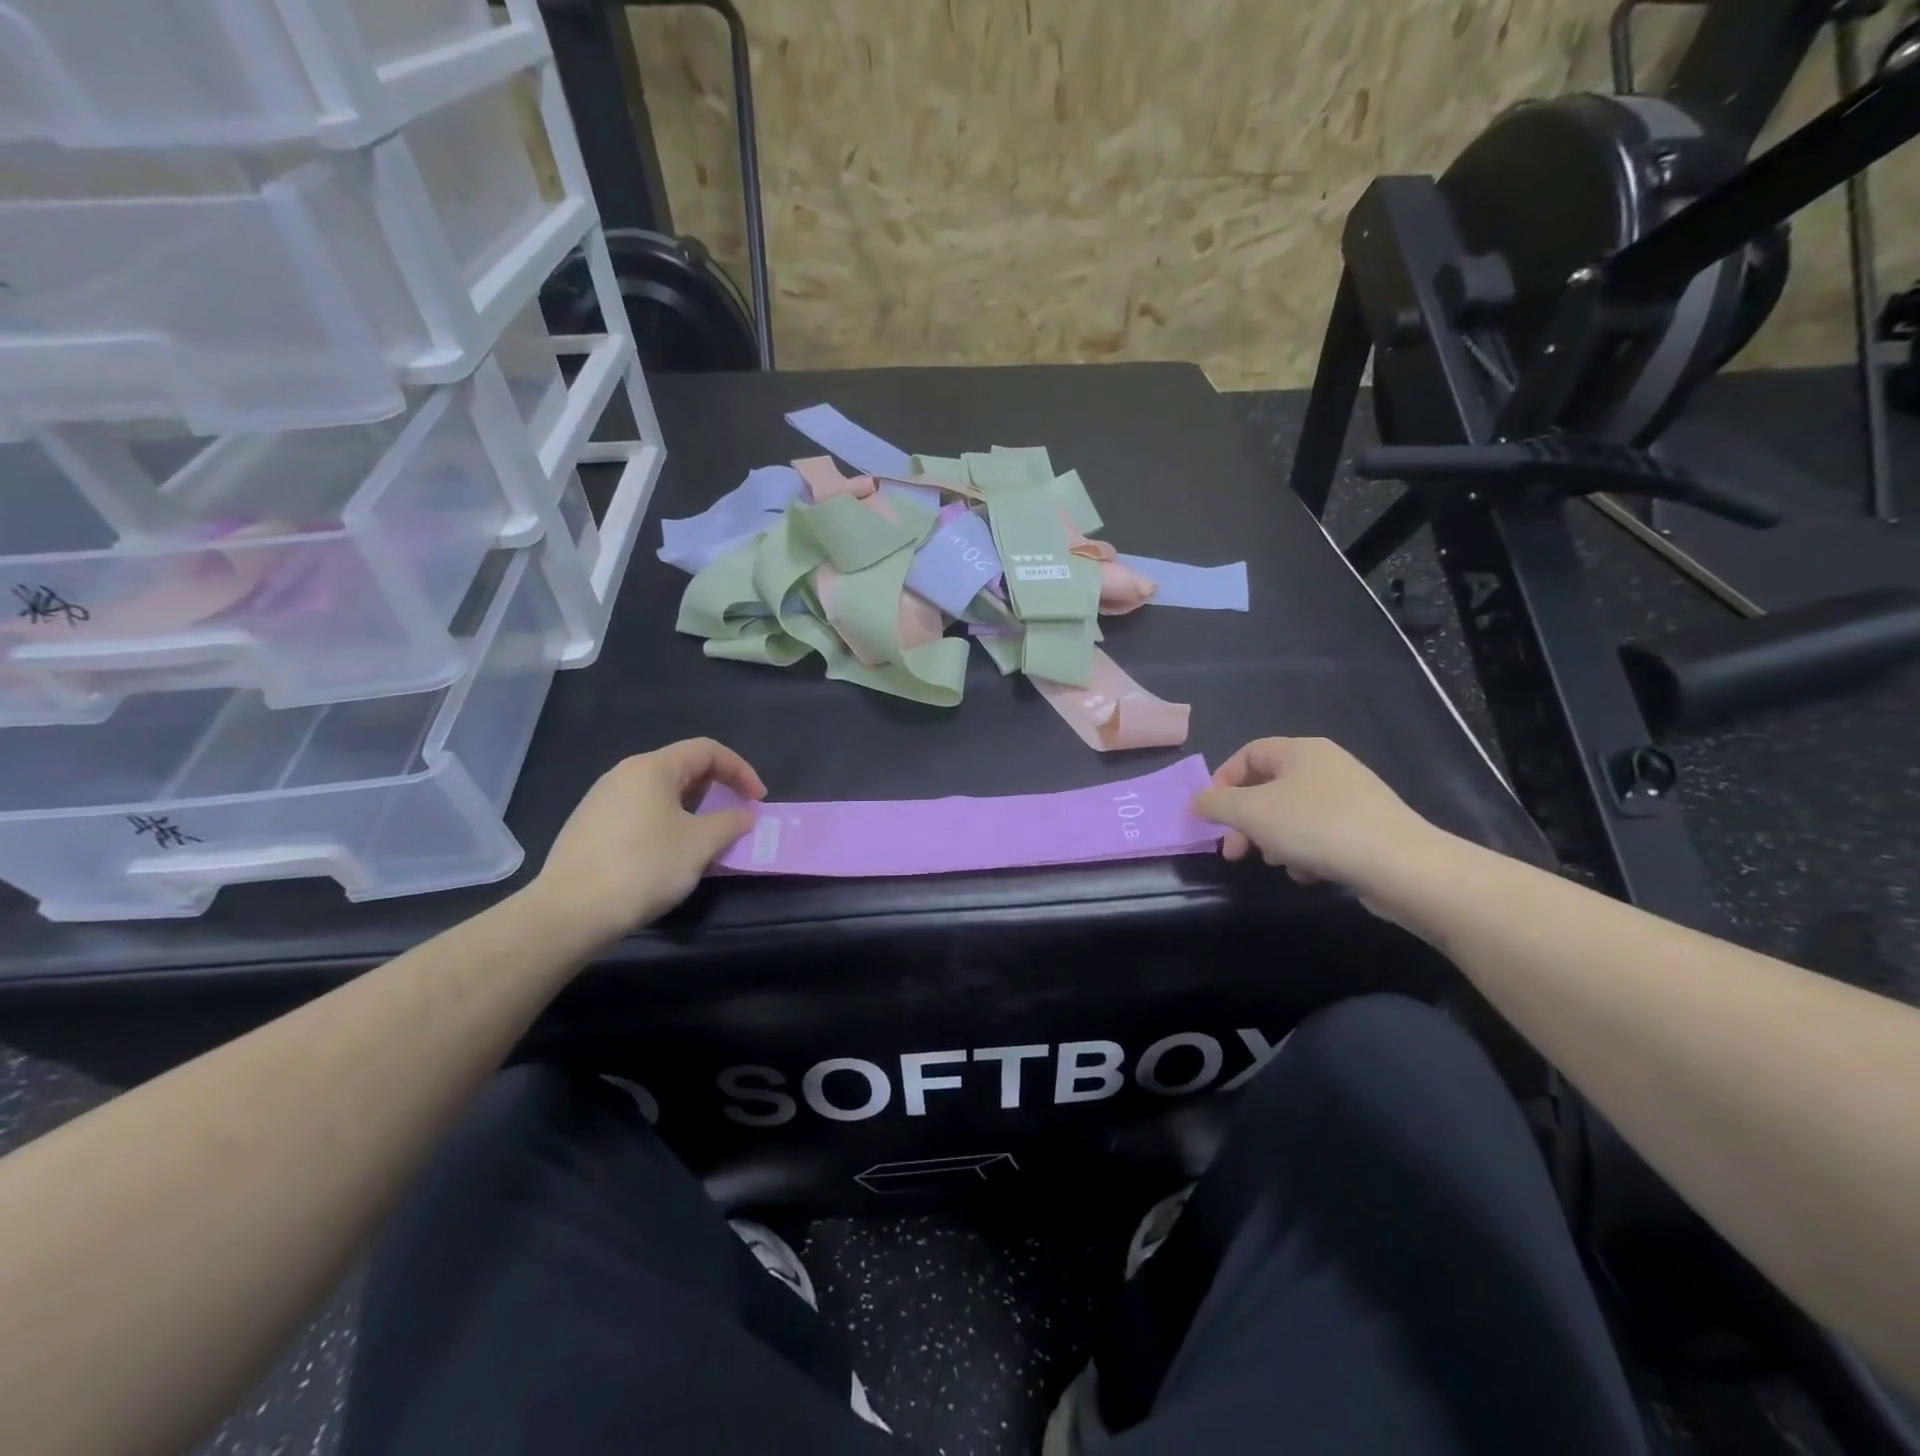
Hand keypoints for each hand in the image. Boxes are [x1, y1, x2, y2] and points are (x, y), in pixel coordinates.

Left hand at [530, 738, 764, 942]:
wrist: (569, 913)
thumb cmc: (643, 867)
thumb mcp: (700, 844)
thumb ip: (730, 822)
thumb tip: (745, 815)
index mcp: (651, 768)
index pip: (707, 751)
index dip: (740, 770)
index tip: (758, 800)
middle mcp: (624, 775)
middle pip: (683, 769)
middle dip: (718, 790)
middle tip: (736, 818)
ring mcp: (602, 802)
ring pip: (662, 795)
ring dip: (694, 811)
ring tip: (708, 841)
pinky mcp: (590, 829)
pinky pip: (642, 815)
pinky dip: (668, 826)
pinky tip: (672, 857)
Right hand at [1193, 738, 1449, 895]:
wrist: (1400, 866)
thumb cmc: (1316, 827)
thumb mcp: (1251, 813)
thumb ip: (1216, 803)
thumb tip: (1197, 801)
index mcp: (1301, 751)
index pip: (1248, 754)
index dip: (1223, 781)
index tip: (1212, 814)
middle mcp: (1327, 766)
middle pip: (1268, 788)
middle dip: (1245, 821)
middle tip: (1233, 851)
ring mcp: (1351, 797)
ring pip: (1292, 814)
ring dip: (1274, 839)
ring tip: (1277, 863)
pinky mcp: (1367, 827)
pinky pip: (1320, 834)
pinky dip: (1305, 852)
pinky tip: (1308, 873)